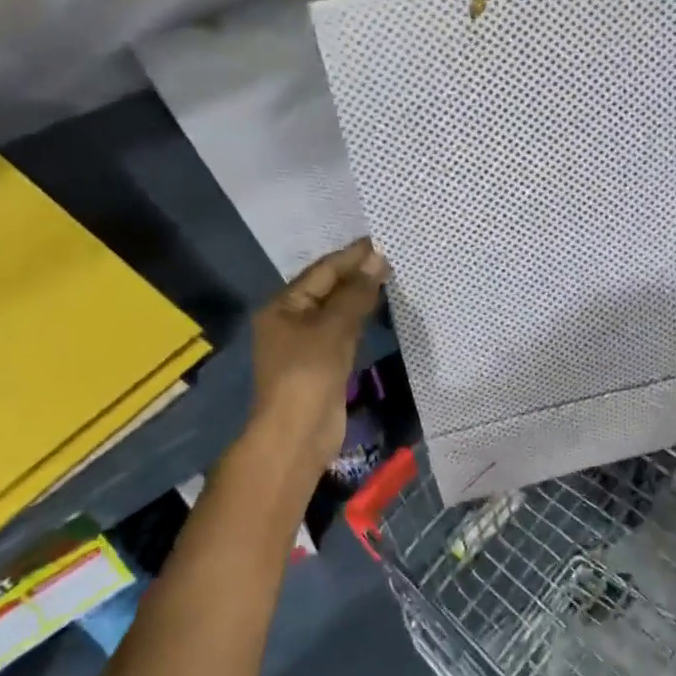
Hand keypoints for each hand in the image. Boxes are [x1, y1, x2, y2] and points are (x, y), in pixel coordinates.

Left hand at [247, 239, 388, 480]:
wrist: (297, 434)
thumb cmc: (308, 373)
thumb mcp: (333, 327)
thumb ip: (357, 292)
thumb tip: (379, 258)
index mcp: (283, 305)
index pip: (322, 270)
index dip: (352, 256)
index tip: (381, 241)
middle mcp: (290, 320)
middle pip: (328, 289)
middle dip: (358, 274)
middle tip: (393, 256)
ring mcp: (306, 343)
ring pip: (337, 311)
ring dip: (361, 296)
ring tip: (392, 277)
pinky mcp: (322, 363)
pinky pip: (343, 332)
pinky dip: (360, 319)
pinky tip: (380, 310)